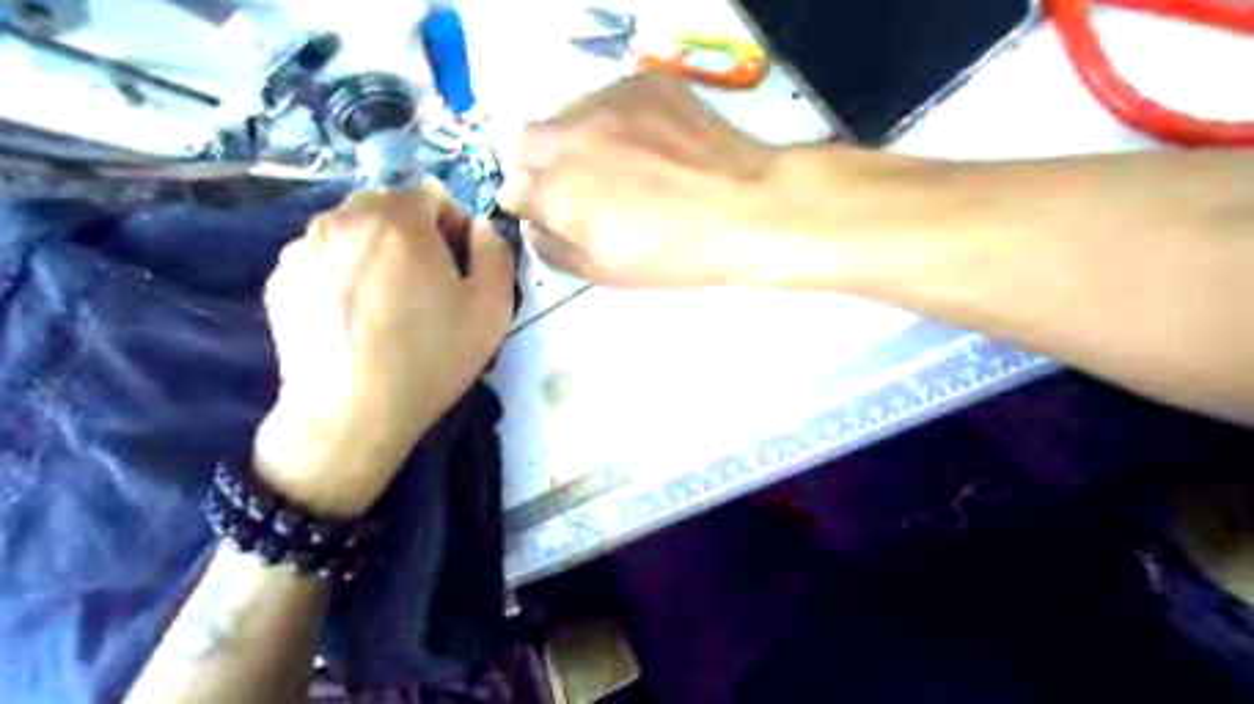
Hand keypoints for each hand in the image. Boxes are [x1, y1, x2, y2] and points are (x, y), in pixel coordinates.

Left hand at [252, 179, 515, 513]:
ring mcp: (303, 247)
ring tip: (384, 304)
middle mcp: (343, 218)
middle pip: (387, 206)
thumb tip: (478, 226)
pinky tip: (352, 317)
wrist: (351, 413)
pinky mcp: (280, 278)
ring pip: (352, 230)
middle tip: (422, 285)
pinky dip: (342, 272)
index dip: (452, 227)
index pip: (432, 194)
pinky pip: (323, 257)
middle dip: (411, 233)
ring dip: (375, 251)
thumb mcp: (492, 306)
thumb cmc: (431, 356)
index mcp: (399, 219)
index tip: (455, 268)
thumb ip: (495, 251)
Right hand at [501, 72, 781, 285]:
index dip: (532, 208)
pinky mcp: (641, 83)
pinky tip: (648, 145)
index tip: (554, 215)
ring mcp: (605, 103)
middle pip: (524, 143)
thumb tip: (537, 225)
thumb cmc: (672, 252)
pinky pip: (607, 100)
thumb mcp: (603, 271)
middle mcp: (569, 138)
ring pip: (566, 116)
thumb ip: (553, 248)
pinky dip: (613, 122)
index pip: (512, 191)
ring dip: (576, 141)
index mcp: (556, 190)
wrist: (744, 208)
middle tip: (578, 187)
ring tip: (620, 165)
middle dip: (539, 167)